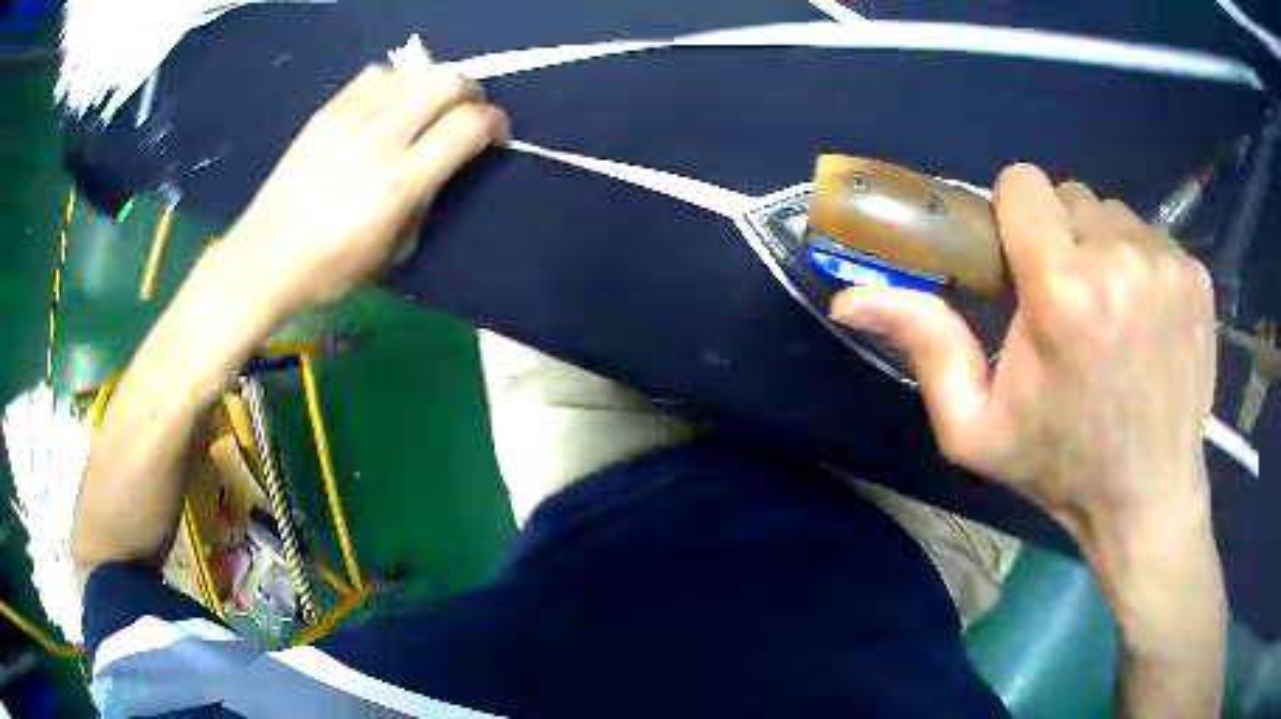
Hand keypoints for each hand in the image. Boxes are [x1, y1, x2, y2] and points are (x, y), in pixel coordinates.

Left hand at [225, 65, 509, 314]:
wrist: (263, 260)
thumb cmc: (329, 271)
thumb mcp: (394, 252)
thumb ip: (427, 200)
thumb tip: (443, 166)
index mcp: (400, 182)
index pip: (468, 125)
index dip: (496, 123)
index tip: (495, 137)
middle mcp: (380, 139)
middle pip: (448, 82)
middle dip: (472, 93)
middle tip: (468, 115)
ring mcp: (349, 119)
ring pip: (414, 71)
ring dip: (436, 84)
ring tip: (431, 107)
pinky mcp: (326, 113)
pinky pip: (375, 76)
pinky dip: (397, 82)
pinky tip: (391, 103)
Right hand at [830, 164, 1216, 540]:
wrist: (1148, 498)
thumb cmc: (1061, 467)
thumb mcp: (976, 427)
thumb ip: (925, 347)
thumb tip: (851, 298)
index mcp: (1063, 292)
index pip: (1024, 184)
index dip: (1014, 215)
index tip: (1022, 260)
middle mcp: (1119, 260)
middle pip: (1071, 196)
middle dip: (1061, 236)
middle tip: (1068, 300)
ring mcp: (1166, 265)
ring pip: (1115, 215)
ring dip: (1103, 249)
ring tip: (1110, 313)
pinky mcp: (1197, 277)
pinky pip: (1154, 238)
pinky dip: (1142, 265)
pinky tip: (1146, 320)